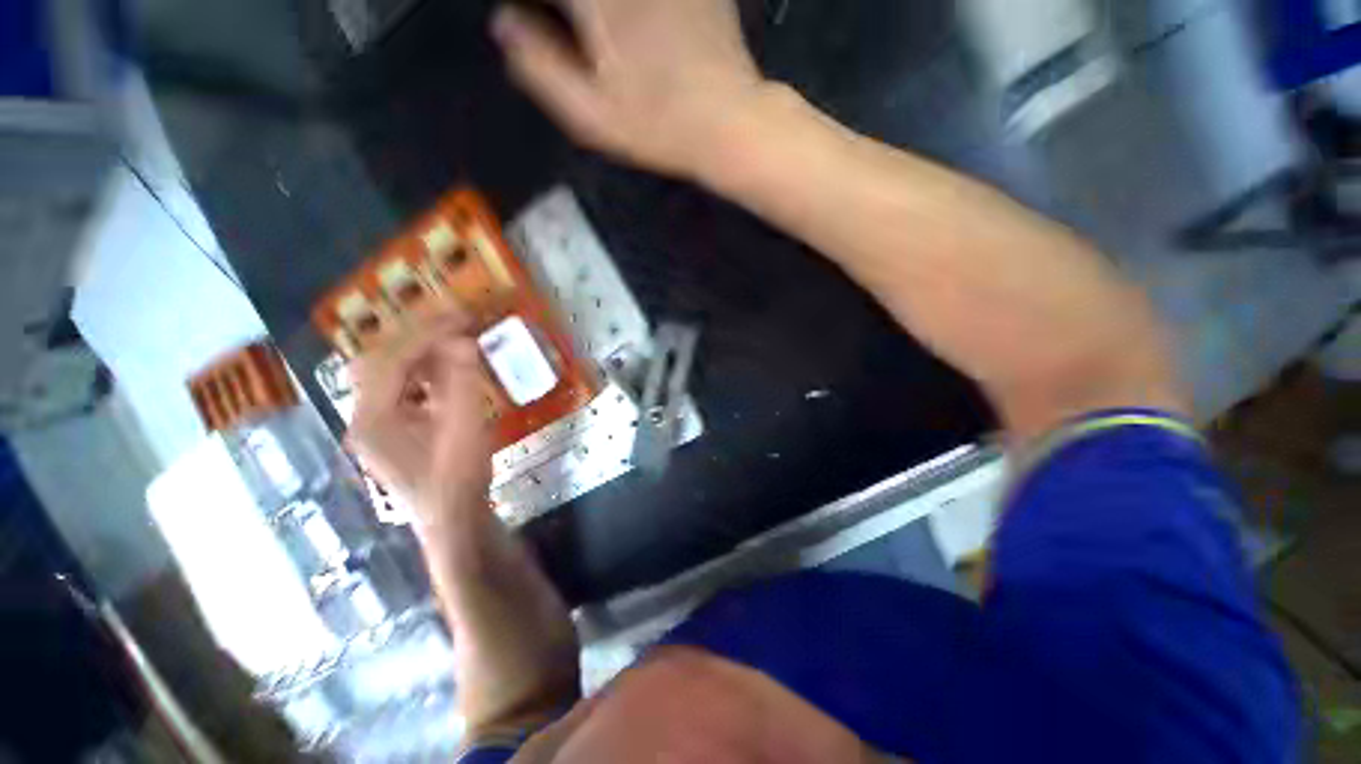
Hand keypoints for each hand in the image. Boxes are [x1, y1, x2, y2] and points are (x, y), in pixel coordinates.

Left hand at [346, 315, 491, 536]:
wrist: (454, 520)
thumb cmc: (458, 477)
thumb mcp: (465, 429)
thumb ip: (461, 382)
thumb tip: (463, 340)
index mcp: (373, 417)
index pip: (393, 360)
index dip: (427, 334)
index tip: (461, 316)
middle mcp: (364, 417)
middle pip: (381, 361)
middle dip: (418, 336)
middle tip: (455, 322)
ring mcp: (376, 425)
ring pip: (390, 374)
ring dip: (421, 352)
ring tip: (455, 339)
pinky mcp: (392, 431)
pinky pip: (403, 389)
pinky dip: (424, 372)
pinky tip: (449, 369)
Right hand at [491, 0, 766, 178]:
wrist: (729, 122)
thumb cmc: (659, 126)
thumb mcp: (591, 116)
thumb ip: (540, 67)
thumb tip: (506, 25)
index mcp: (595, 0)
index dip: (531, 10)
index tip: (526, 22)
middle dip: (570, 15)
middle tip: (565, 33)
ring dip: (595, 16)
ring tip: (594, 31)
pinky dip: (627, 12)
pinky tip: (630, 26)